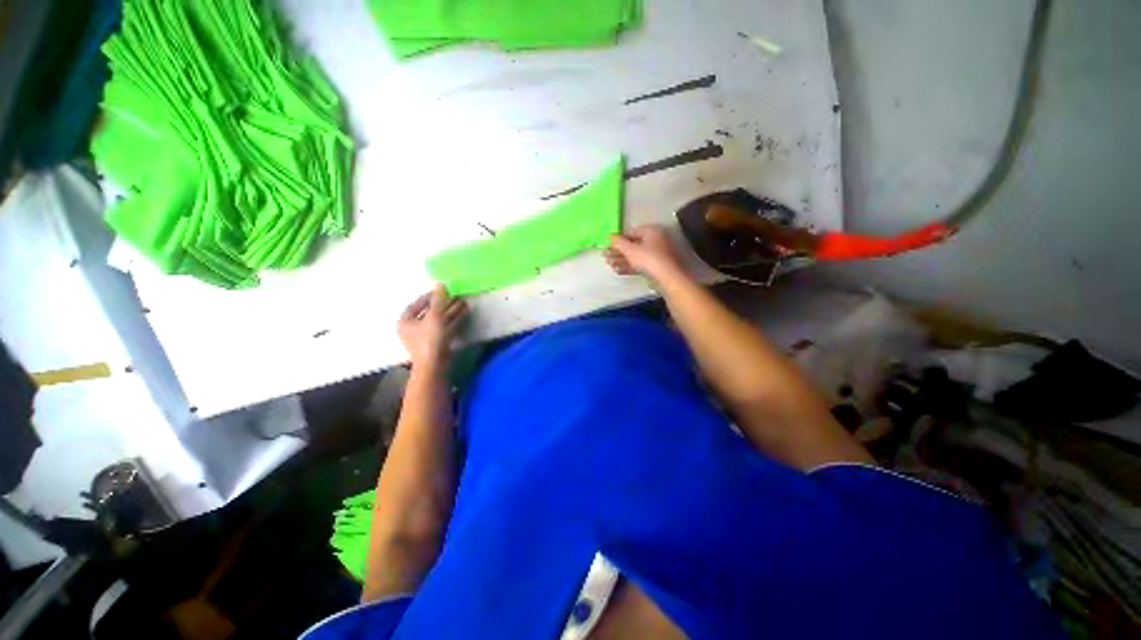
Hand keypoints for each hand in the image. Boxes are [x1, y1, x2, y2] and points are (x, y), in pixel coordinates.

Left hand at [398, 285, 467, 367]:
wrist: (434, 365)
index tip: (441, 291)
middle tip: (456, 296)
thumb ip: (438, 300)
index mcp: (405, 321)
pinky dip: (453, 320)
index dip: (429, 296)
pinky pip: (444, 328)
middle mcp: (412, 329)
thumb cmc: (429, 339)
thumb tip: (439, 284)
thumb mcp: (434, 316)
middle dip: (444, 304)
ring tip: (464, 303)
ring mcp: (425, 337)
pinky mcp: (436, 343)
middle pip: (429, 312)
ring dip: (451, 312)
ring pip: (439, 320)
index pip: (416, 304)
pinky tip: (464, 314)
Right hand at [604, 224, 684, 284]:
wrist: (667, 279)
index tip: (607, 245)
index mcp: (652, 231)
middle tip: (605, 256)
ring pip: (635, 256)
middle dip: (618, 251)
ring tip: (609, 264)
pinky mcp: (655, 268)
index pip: (631, 232)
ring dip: (621, 260)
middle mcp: (655, 241)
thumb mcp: (630, 250)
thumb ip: (618, 242)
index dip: (618, 239)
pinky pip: (640, 264)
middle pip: (633, 245)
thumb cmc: (648, 259)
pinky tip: (618, 270)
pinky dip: (629, 266)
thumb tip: (610, 236)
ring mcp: (656, 255)